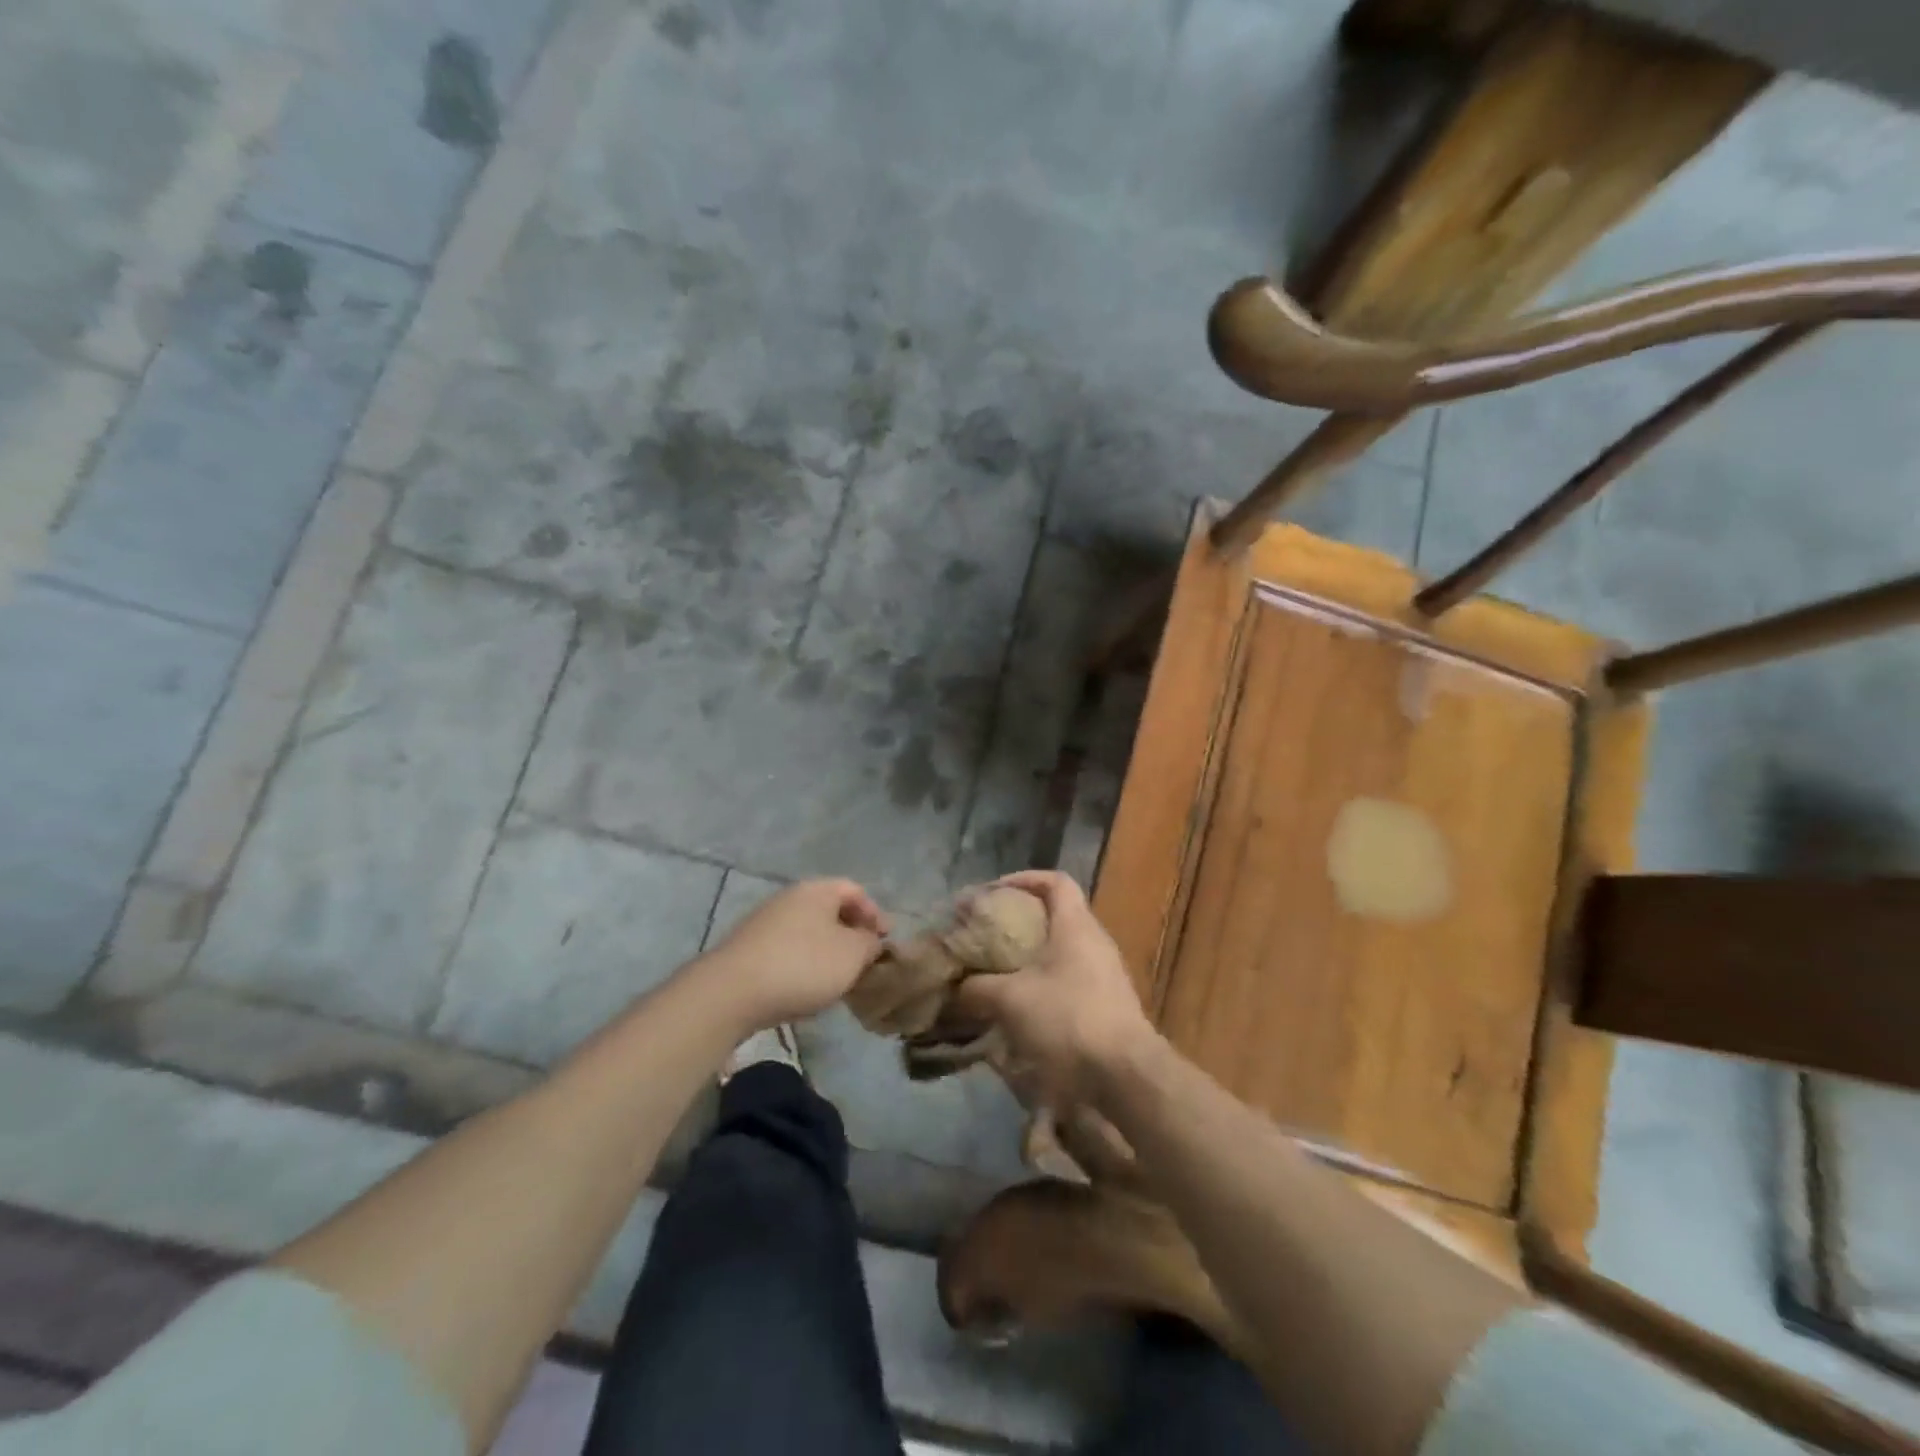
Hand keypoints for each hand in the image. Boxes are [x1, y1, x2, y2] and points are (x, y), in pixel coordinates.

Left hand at [696, 878, 889, 1029]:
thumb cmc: (802, 965)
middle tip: (865, 961)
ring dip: (828, 951)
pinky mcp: (748, 949)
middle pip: (830, 910)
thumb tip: (869, 940)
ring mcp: (764, 922)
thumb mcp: (851, 955)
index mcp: (817, 890)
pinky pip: (787, 950)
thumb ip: (869, 944)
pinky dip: (804, 964)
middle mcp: (789, 898)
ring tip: (838, 980)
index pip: (855, 891)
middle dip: (851, 934)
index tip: (886, 942)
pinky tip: (806, 989)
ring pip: (808, 932)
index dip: (875, 914)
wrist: (730, 993)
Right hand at [952, 871, 1155, 1108]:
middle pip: (1057, 915)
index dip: (1024, 879)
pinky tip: (1022, 1007)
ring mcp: (1106, 975)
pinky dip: (1044, 983)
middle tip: (989, 933)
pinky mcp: (1108, 1005)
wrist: (1125, 1075)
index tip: (994, 892)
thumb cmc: (1068, 1019)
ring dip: (1031, 956)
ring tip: (999, 971)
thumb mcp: (1011, 1000)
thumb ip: (978, 988)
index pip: (1055, 881)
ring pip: (1063, 951)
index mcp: (1076, 925)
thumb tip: (955, 988)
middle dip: (1021, 921)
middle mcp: (1095, 942)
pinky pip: (1070, 980)